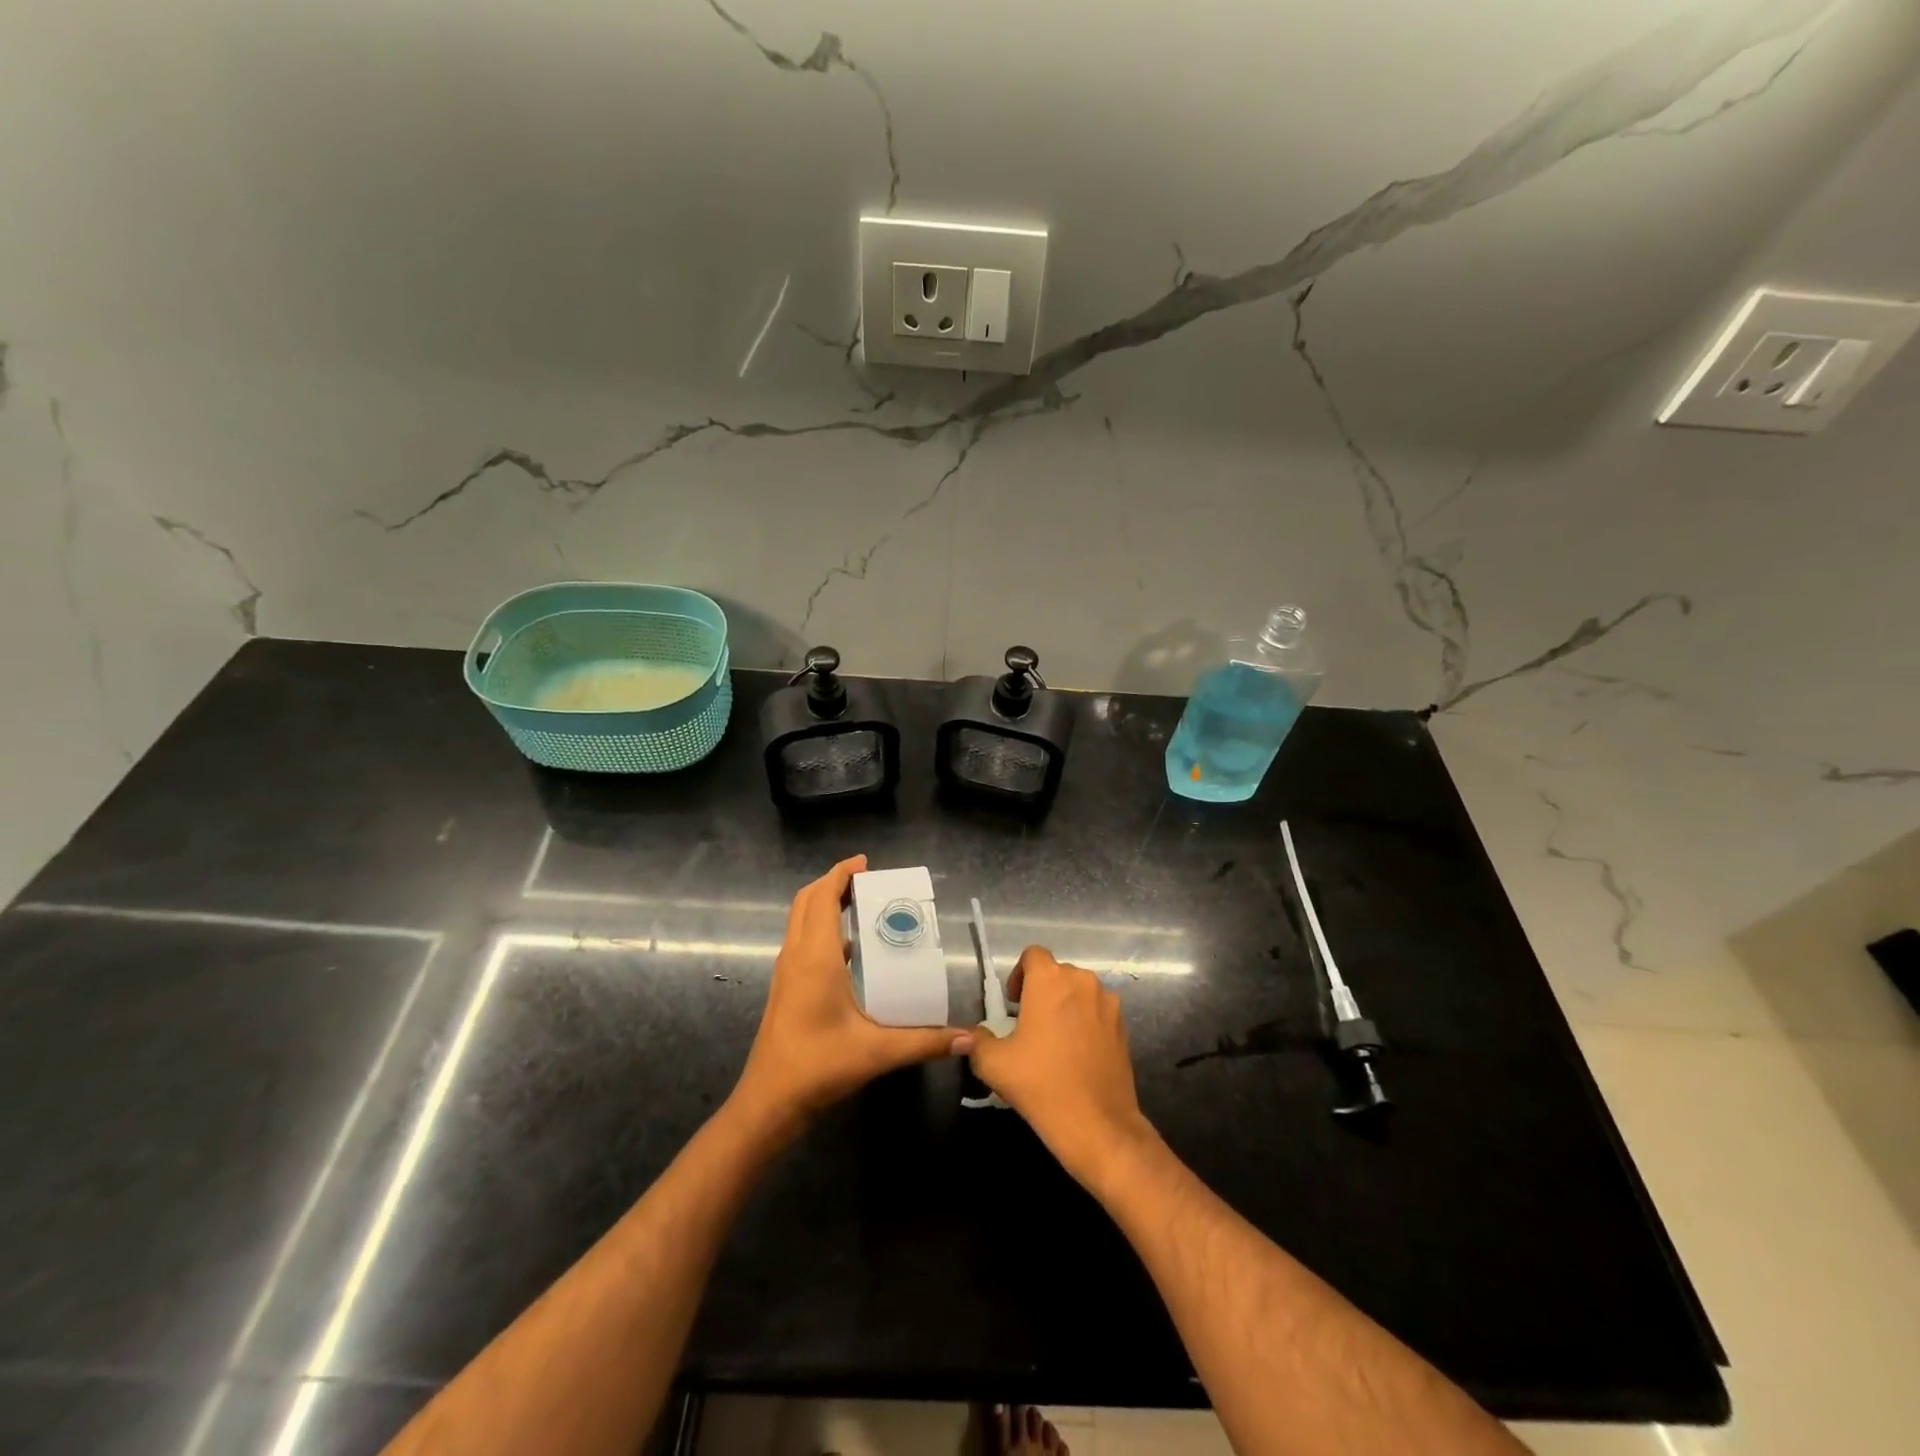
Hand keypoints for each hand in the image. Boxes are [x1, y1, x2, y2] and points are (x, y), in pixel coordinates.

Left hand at [731, 855, 967, 1133]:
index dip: (841, 874)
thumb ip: (925, 1041)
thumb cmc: (818, 1067)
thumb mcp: (878, 1052)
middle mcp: (796, 956)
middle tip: (868, 881)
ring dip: (824, 904)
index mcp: (815, 957)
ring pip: (800, 921)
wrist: (768, 1103)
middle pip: (806, 901)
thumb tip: (968, 1039)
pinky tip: (850, 951)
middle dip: (833, 883)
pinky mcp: (785, 988)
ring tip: (861, 906)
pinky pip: (801, 942)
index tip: (865, 863)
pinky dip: (821, 929)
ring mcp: (786, 972)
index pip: (823, 897)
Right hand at [967, 946, 1155, 1186]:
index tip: (1013, 1005)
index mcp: (1050, 980)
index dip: (1019, 974)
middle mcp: (1083, 982)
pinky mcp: (1123, 1027)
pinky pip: (1098, 1012)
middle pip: (1057, 973)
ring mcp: (1108, 1004)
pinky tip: (1077, 1055)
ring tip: (1054, 1041)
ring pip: (1080, 992)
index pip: (1033, 955)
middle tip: (1029, 1024)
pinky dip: (1086, 1023)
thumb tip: (965, 1036)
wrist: (1098, 1125)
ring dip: (1065, 1006)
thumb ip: (976, 1041)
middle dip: (1042, 991)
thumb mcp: (994, 1064)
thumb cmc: (1041, 1084)